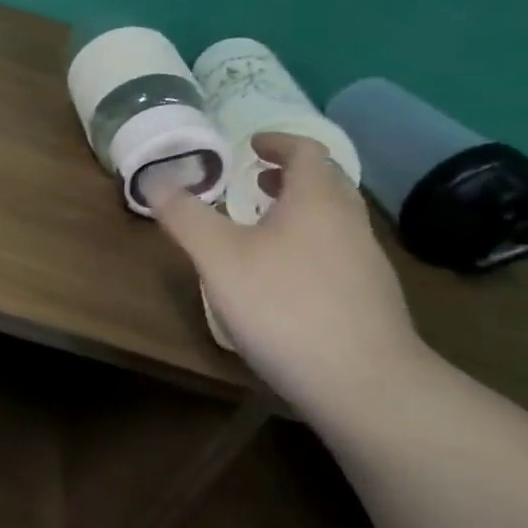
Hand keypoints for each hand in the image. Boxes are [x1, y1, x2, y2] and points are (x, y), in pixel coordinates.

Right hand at [146, 132, 425, 395]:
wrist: (365, 385)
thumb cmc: (285, 306)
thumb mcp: (219, 257)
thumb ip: (186, 216)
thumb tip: (155, 179)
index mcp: (317, 200)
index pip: (307, 151)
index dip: (278, 141)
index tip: (251, 144)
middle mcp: (350, 223)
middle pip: (327, 183)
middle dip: (290, 176)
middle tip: (255, 181)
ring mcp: (368, 264)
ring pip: (335, 220)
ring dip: (301, 211)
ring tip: (265, 228)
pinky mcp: (373, 300)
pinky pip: (340, 253)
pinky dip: (312, 245)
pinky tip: (287, 280)